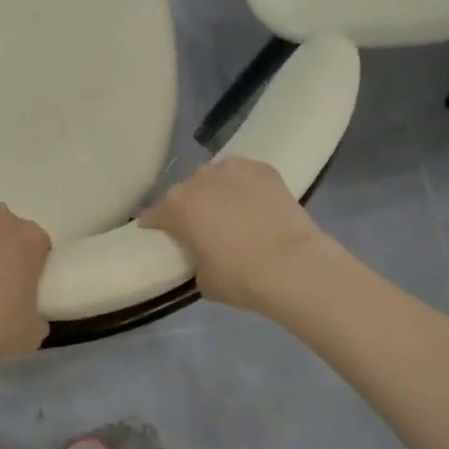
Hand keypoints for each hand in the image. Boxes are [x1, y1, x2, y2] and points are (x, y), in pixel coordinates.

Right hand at [140, 157, 331, 312]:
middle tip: (200, 227)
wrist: (294, 266)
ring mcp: (232, 169)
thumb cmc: (241, 278)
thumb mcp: (203, 280)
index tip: (160, 236)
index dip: (155, 226)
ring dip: (215, 191)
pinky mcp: (263, 169)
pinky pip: (243, 174)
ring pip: (214, 177)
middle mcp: (198, 180)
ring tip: (229, 211)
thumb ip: (194, 259)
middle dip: (188, 207)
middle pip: (184, 191)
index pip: (154, 214)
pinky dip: (243, 186)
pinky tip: (253, 202)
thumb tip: (202, 254)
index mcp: (176, 206)